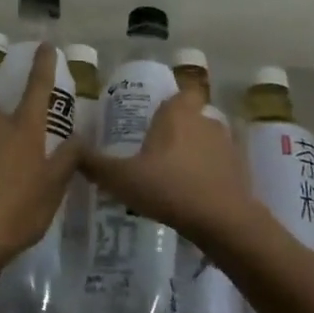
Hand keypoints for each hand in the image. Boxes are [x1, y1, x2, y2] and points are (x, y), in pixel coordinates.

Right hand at [79, 87, 260, 247]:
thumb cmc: (169, 188)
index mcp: (178, 114)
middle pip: (193, 115)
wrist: (224, 222)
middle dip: (179, 127)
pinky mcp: (241, 172)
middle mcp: (205, 122)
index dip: (173, 98)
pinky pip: (220, 166)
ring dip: (195, 151)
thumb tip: (72, 150)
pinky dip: (210, 174)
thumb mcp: (121, 178)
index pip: (182, 90)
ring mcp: (227, 147)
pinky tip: (193, 193)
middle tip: (157, 146)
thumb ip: (95, 164)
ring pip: (208, 140)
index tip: (157, 112)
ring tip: (174, 172)